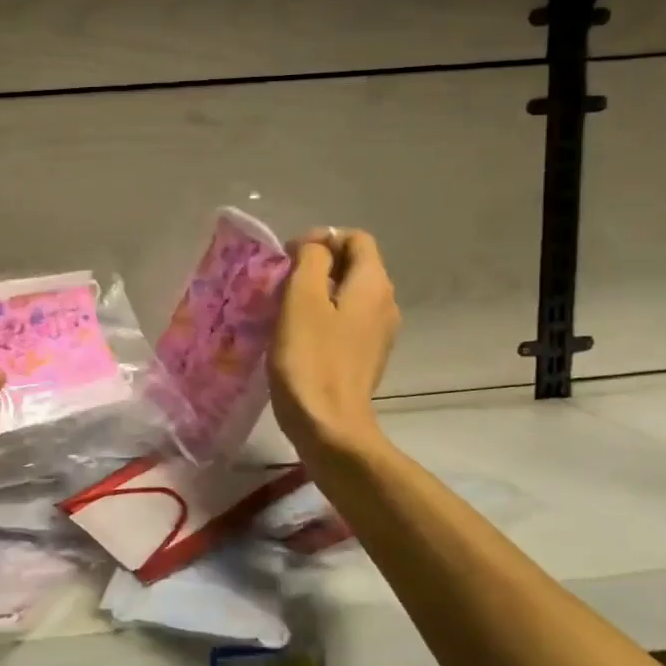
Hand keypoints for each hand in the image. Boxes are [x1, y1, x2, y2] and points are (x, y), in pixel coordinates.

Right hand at [270, 230, 400, 459]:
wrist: (329, 426)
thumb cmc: (310, 358)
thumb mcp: (302, 299)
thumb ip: (310, 260)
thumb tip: (316, 246)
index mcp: (373, 284)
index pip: (356, 239)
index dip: (321, 239)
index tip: (288, 259)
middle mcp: (385, 304)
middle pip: (354, 265)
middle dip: (317, 265)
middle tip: (281, 283)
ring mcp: (379, 333)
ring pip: (348, 294)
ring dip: (317, 293)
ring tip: (284, 308)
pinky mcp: (365, 357)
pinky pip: (346, 321)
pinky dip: (323, 318)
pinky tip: (297, 335)